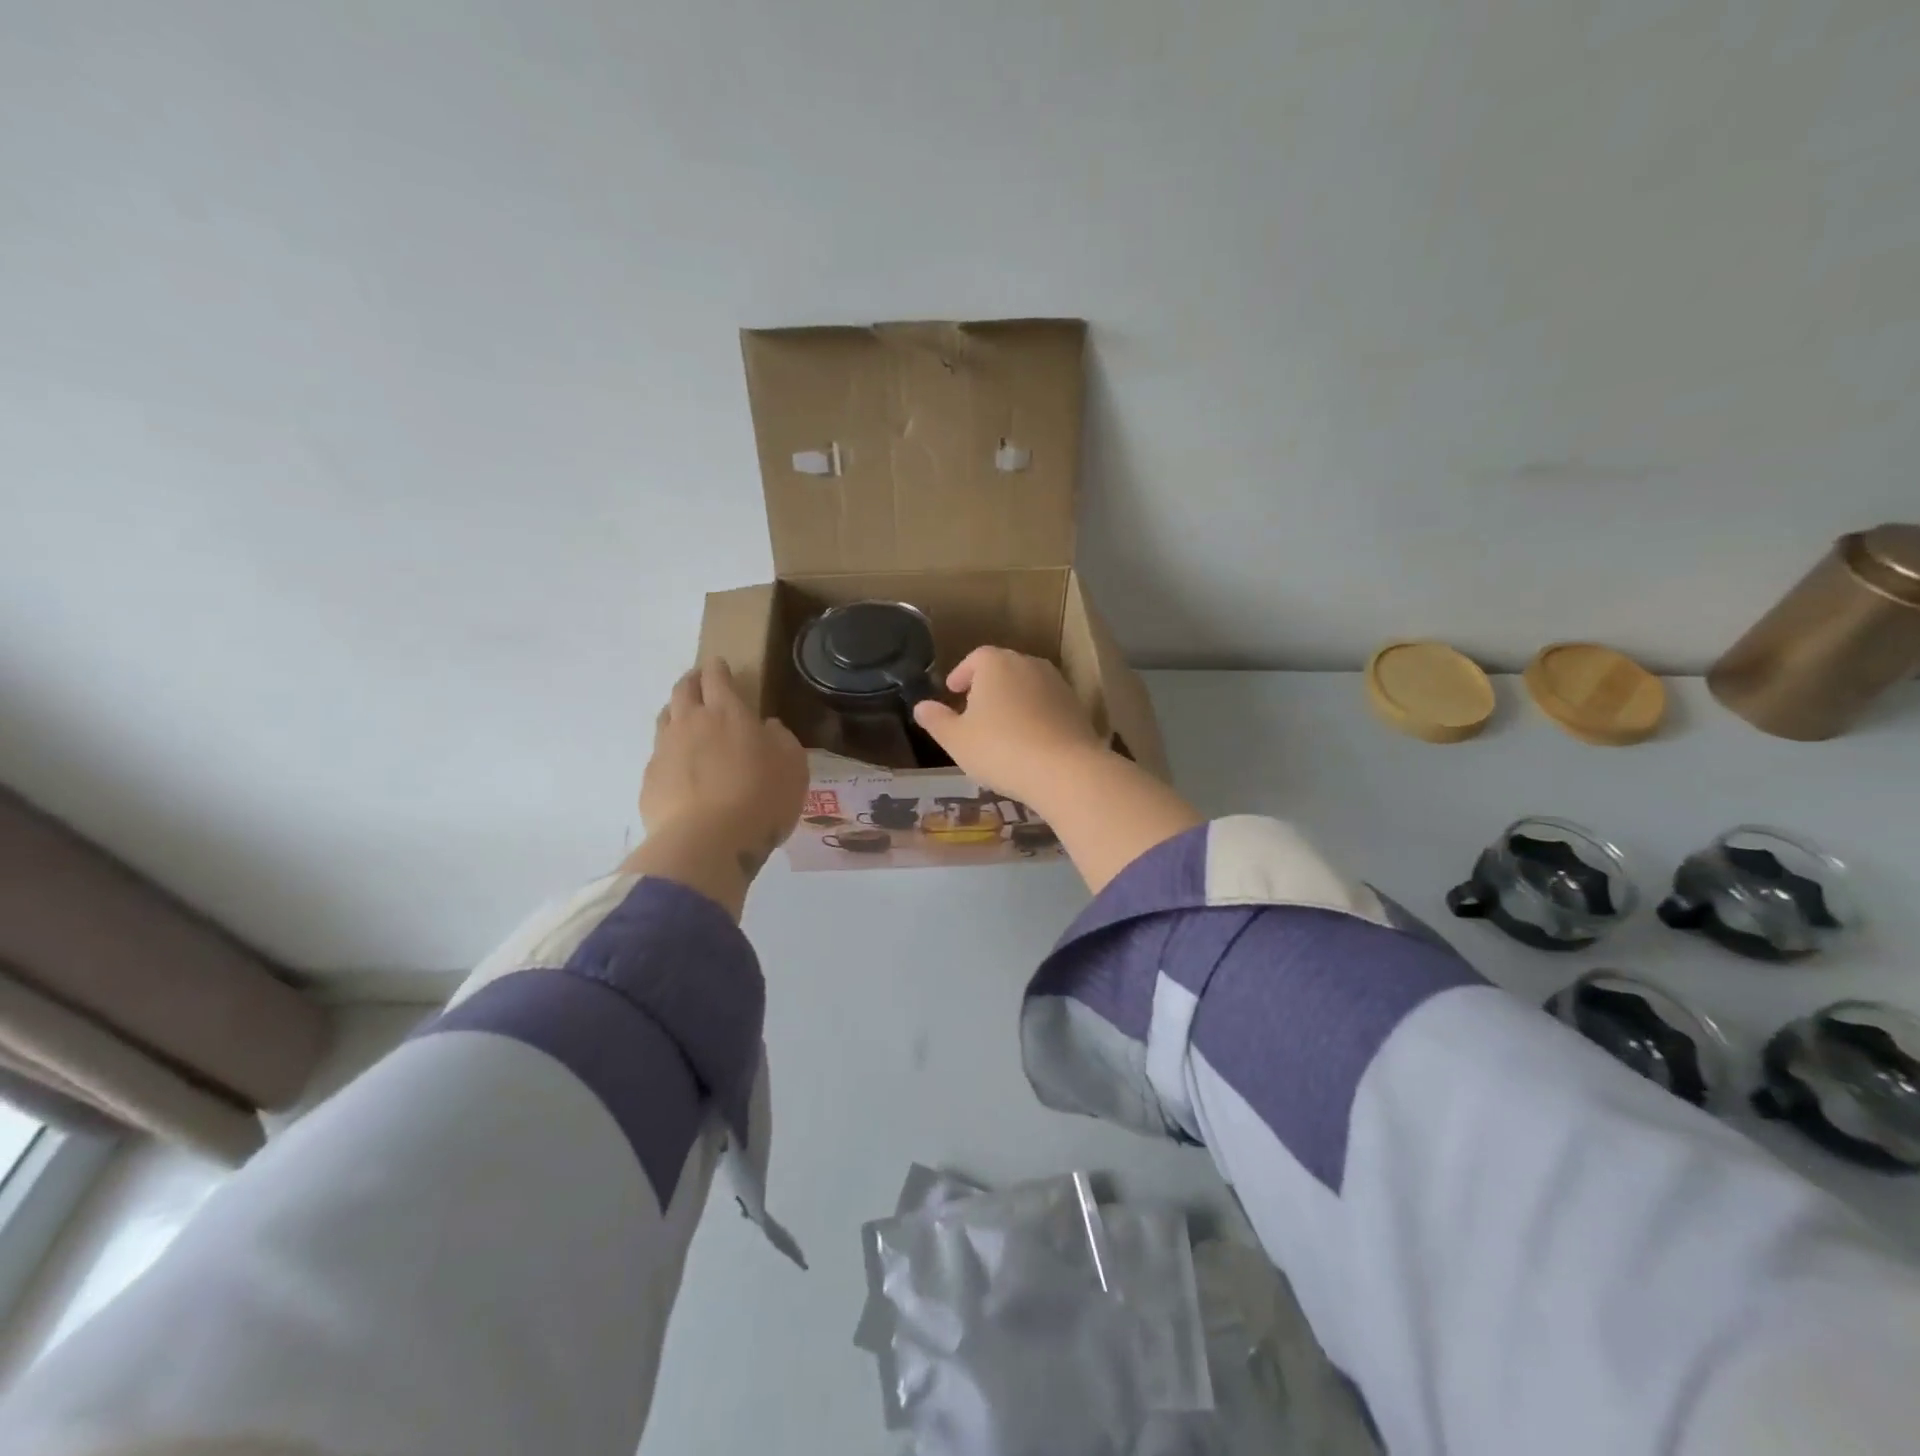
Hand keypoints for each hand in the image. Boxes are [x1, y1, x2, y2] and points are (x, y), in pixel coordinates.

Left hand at [626, 661, 808, 914]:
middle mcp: (690, 723)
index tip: (719, 664)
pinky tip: (680, 770)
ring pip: (665, 719)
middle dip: (692, 682)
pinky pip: (659, 757)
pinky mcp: (650, 781)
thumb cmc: (761, 798)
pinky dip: (670, 754)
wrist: (707, 842)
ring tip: (685, 720)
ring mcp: (664, 751)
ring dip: (676, 713)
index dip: (718, 668)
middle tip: (700, 683)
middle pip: (683, 691)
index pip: (717, 678)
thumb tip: (767, 728)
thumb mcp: (792, 766)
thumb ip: (781, 740)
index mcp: (727, 713)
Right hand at [910, 648, 1106, 812]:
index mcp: (996, 663)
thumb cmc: (1000, 749)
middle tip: (974, 710)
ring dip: (1012, 700)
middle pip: (1003, 668)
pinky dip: (1034, 715)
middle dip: (987, 686)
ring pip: (1026, 686)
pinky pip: (1047, 705)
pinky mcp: (1076, 706)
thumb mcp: (956, 740)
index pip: (975, 658)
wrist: (1065, 770)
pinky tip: (1029, 740)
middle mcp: (1028, 664)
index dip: (961, 674)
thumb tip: (921, 706)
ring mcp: (1057, 683)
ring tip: (1001, 727)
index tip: (952, 692)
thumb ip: (936, 720)